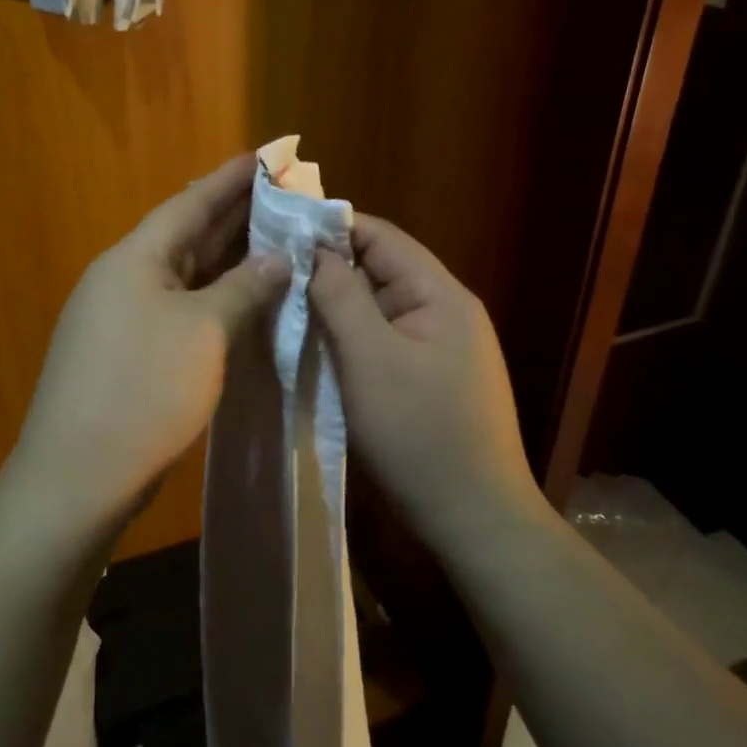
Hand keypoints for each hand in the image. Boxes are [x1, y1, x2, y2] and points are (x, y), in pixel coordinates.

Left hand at [14, 155, 289, 529]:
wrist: (79, 475)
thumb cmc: (144, 389)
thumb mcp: (205, 332)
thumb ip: (244, 289)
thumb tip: (278, 259)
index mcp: (134, 260)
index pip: (188, 205)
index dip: (227, 181)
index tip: (263, 157)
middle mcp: (124, 279)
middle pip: (186, 236)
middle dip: (233, 217)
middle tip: (282, 197)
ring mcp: (122, 318)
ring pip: (184, 276)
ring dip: (227, 260)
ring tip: (273, 240)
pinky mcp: (129, 354)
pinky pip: (180, 309)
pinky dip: (214, 300)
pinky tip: (244, 301)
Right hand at [309, 215, 538, 542]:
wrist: (473, 517)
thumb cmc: (419, 433)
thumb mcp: (370, 358)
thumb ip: (342, 297)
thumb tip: (314, 251)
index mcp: (440, 294)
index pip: (382, 237)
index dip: (331, 229)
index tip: (280, 234)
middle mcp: (445, 310)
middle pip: (380, 270)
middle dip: (329, 270)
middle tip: (273, 275)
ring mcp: (439, 346)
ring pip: (379, 308)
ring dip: (337, 307)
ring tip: (286, 307)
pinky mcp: (429, 377)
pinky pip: (384, 340)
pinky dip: (351, 338)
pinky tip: (318, 346)